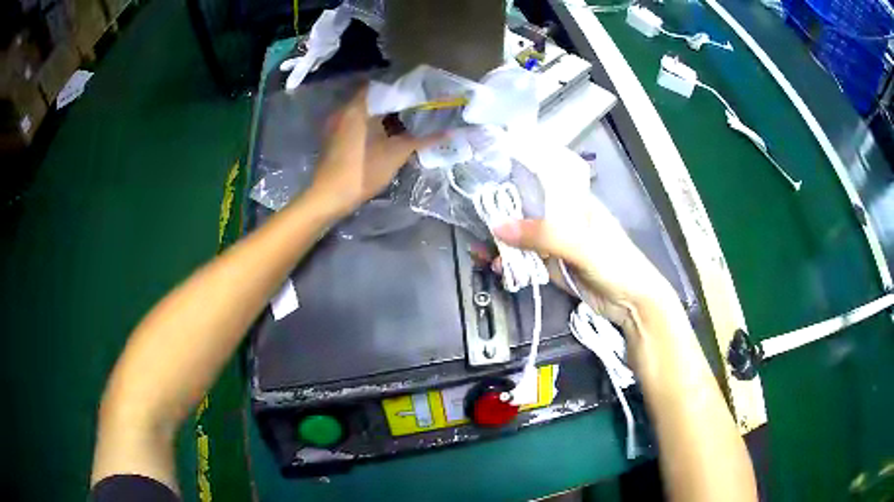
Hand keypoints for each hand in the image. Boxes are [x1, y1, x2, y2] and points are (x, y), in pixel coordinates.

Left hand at [308, 86, 439, 216]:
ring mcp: (336, 124)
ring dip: (382, 117)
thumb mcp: (397, 153)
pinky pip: (355, 124)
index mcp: (358, 107)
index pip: (383, 86)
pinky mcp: (333, 139)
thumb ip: (423, 139)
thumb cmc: (363, 170)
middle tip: (417, 111)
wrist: (329, 196)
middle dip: (394, 105)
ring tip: (405, 124)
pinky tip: (385, 138)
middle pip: (373, 100)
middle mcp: (344, 110)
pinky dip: (370, 127)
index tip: (419, 96)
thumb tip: (450, 131)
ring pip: (364, 113)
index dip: (402, 90)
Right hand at [493, 195, 679, 339]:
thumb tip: (498, 227)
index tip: (485, 180)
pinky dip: (511, 262)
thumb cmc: (616, 264)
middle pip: (527, 210)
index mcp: (575, 202)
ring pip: (524, 236)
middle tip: (474, 222)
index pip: (541, 181)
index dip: (515, 179)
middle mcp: (564, 218)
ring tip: (479, 250)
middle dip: (501, 215)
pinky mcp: (554, 266)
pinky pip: (527, 259)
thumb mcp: (581, 245)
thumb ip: (544, 235)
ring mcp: (558, 243)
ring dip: (503, 242)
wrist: (632, 304)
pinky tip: (498, 267)